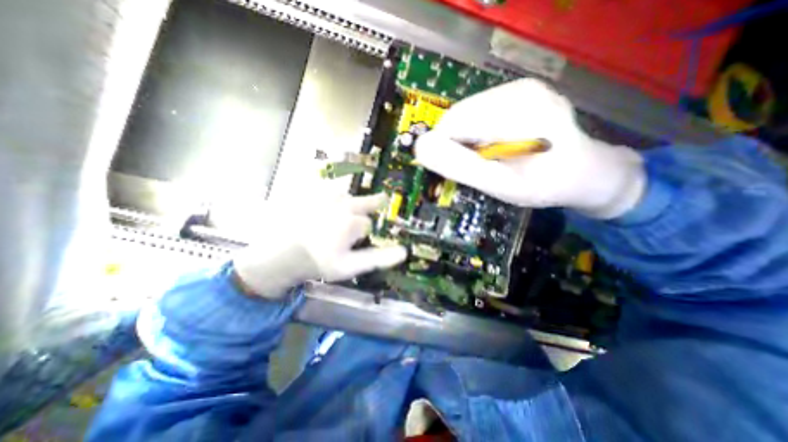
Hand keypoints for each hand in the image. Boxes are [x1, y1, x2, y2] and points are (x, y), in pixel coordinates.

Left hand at [232, 195, 406, 297]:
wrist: (280, 254)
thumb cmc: (318, 261)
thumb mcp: (350, 266)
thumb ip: (378, 258)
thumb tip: (404, 252)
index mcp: (353, 221)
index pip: (370, 224)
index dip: (366, 233)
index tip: (358, 241)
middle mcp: (343, 204)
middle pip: (364, 202)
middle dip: (368, 207)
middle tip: (370, 210)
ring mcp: (326, 197)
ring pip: (347, 198)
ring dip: (348, 206)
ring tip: (340, 218)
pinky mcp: (312, 194)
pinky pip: (330, 194)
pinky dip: (332, 201)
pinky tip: (325, 211)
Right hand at [413, 78, 646, 218]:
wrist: (585, 172)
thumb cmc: (544, 185)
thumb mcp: (499, 185)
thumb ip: (461, 167)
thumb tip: (421, 149)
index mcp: (515, 112)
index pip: (452, 124)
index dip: (445, 150)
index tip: (459, 170)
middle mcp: (517, 89)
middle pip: (458, 117)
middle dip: (458, 145)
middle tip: (479, 166)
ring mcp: (519, 87)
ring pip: (465, 114)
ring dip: (467, 140)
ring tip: (490, 157)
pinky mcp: (518, 91)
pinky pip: (478, 112)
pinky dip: (477, 132)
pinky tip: (496, 145)